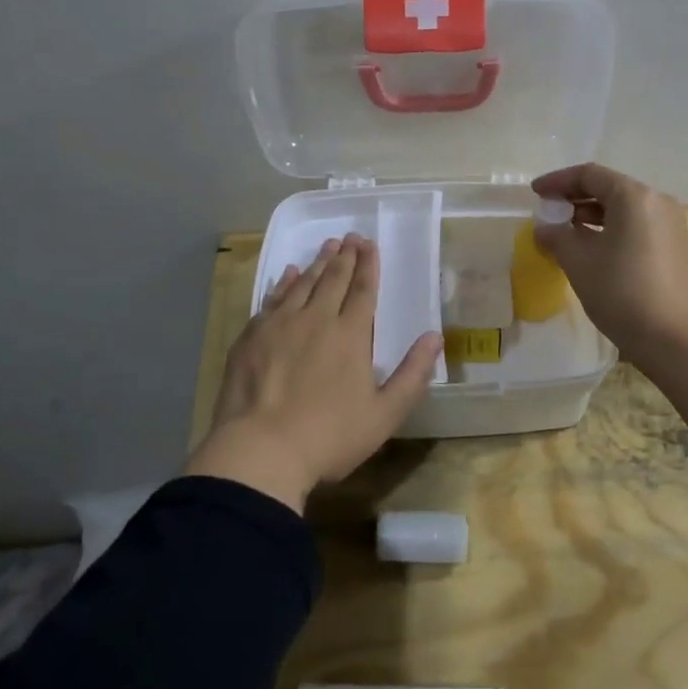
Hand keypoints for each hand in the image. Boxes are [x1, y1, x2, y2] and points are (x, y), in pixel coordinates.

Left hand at [184, 234, 442, 511]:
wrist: (259, 451)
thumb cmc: (329, 437)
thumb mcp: (384, 415)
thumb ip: (413, 375)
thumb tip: (435, 337)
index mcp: (350, 335)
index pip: (363, 290)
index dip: (369, 265)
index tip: (370, 244)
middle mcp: (316, 319)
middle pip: (333, 279)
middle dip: (345, 256)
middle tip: (351, 237)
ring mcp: (280, 325)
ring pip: (303, 283)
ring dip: (318, 263)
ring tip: (327, 246)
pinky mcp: (252, 336)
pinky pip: (272, 298)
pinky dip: (284, 282)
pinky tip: (289, 273)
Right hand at [530, 163, 687, 363]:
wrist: (673, 339)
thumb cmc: (621, 292)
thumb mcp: (578, 261)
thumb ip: (557, 236)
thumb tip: (544, 228)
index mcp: (634, 196)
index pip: (589, 175)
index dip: (558, 181)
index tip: (535, 193)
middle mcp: (656, 200)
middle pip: (608, 187)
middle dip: (574, 197)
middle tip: (547, 212)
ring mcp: (669, 223)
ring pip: (622, 207)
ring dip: (591, 214)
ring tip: (563, 230)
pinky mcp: (673, 244)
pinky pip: (635, 224)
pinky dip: (609, 227)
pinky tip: (589, 245)